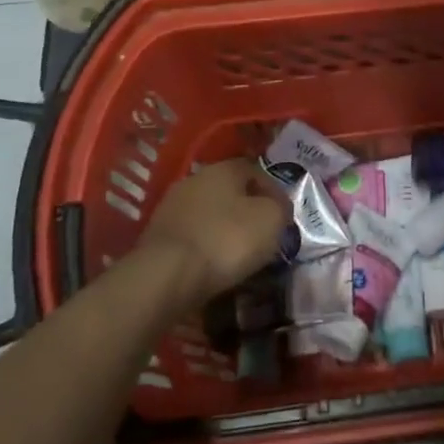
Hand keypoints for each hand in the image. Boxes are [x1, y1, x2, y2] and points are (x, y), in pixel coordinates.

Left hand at [139, 159, 288, 308]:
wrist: (167, 275)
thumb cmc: (227, 239)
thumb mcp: (272, 220)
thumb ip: (281, 208)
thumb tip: (278, 208)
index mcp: (224, 168)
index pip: (256, 171)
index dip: (274, 192)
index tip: (285, 217)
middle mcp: (195, 179)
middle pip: (230, 192)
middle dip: (248, 211)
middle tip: (264, 235)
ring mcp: (172, 207)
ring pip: (210, 214)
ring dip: (225, 230)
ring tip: (240, 255)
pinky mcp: (158, 235)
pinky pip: (193, 236)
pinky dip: (206, 247)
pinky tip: (215, 265)